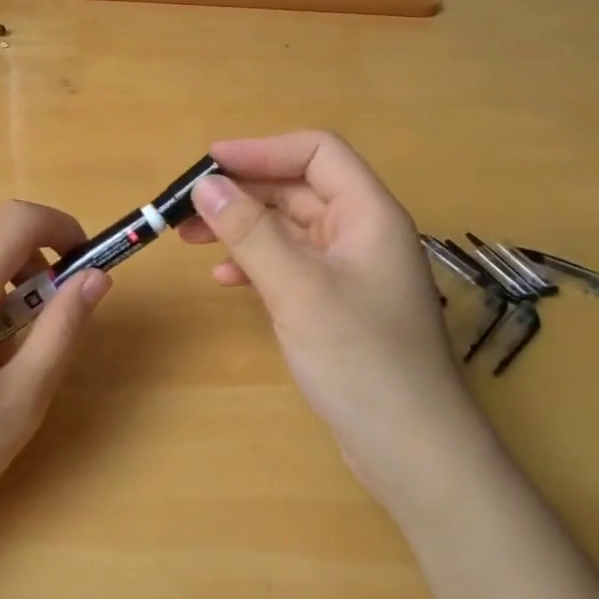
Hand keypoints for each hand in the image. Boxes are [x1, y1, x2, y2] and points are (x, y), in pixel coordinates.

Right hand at [177, 131, 469, 500]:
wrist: (410, 449)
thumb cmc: (360, 358)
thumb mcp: (298, 287)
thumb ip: (250, 232)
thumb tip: (204, 186)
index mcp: (368, 213)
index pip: (317, 152)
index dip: (262, 150)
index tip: (209, 165)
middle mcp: (362, 233)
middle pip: (298, 189)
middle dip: (242, 192)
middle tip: (187, 208)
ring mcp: (350, 271)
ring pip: (289, 228)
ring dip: (242, 227)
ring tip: (191, 239)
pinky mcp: (337, 304)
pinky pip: (291, 265)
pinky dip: (256, 263)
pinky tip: (225, 279)